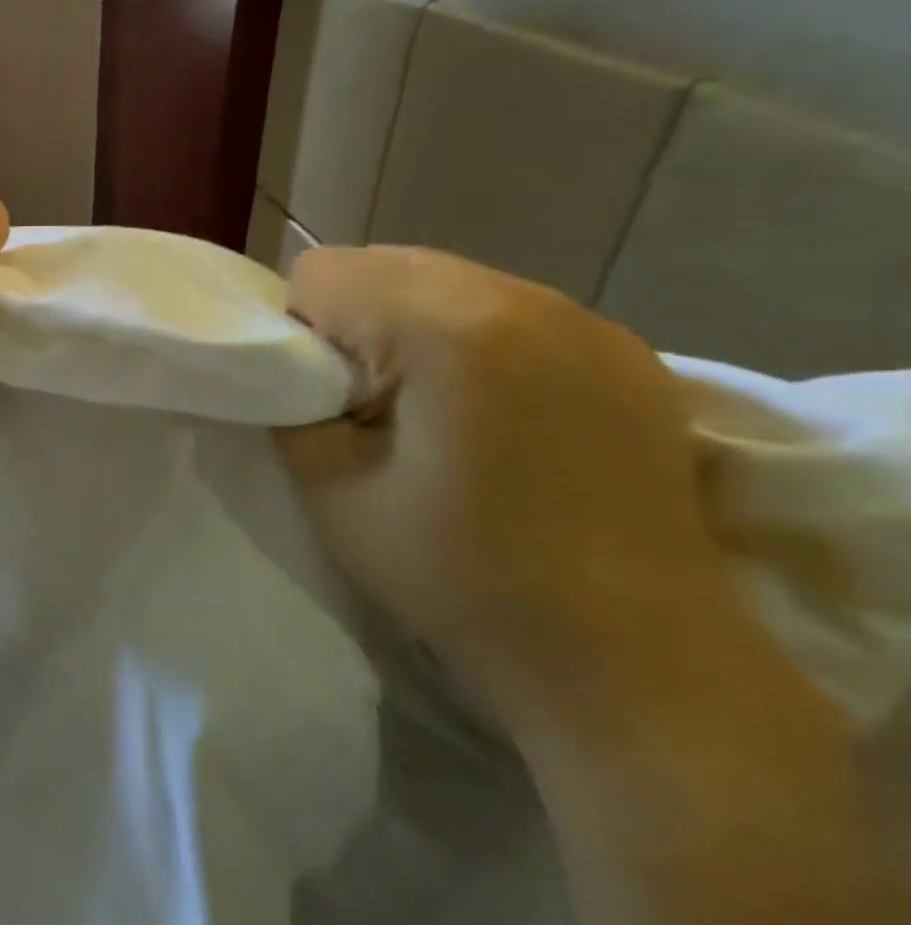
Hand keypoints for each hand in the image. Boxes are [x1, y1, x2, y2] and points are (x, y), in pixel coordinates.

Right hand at [274, 246, 731, 727]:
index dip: (299, 332)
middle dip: (354, 321)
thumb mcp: (334, 493)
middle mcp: (524, 299)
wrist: (631, 662)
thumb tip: (294, 370)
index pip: (321, 271)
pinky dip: (474, 341)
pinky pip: (509, 309)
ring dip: (413, 328)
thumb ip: (294, 407)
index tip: (322, 399)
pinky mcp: (627, 351)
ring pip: (446, 280)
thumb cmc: (461, 579)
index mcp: (447, 329)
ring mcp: (587, 320)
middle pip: (385, 262)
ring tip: (433, 413)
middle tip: (369, 408)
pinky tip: (496, 418)